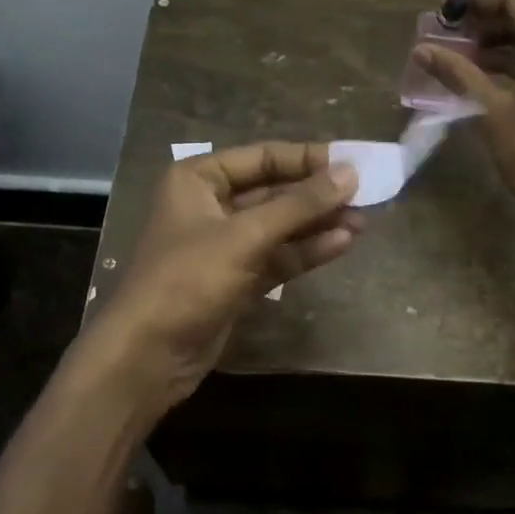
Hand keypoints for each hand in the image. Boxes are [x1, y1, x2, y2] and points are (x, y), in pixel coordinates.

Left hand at [79, 143, 361, 422]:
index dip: (308, 159)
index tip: (354, 162)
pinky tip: (342, 243)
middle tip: (367, 192)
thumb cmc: (187, 280)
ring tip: (364, 219)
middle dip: (317, 194)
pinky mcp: (236, 280)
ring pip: (279, 226)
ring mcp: (224, 245)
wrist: (148, 356)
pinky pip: (277, 256)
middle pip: (273, 191)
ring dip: (318, 223)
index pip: (262, 157)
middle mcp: (210, 206)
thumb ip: (298, 205)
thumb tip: (350, 173)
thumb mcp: (244, 237)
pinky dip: (307, 250)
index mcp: (198, 179)